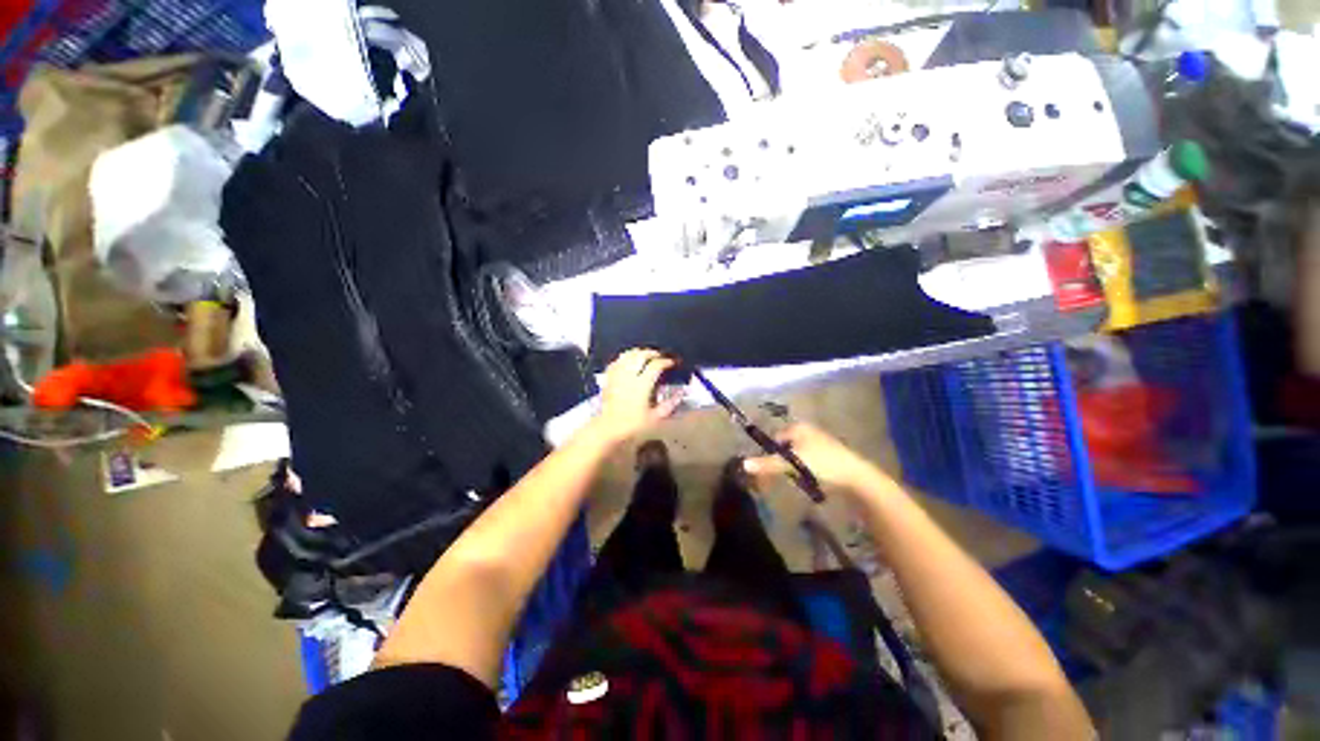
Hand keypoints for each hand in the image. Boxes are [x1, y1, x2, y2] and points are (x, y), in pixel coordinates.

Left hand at [591, 349, 682, 443]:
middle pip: (641, 355)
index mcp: (642, 385)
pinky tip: (629, 361)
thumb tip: (681, 393)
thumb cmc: (634, 426)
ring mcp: (617, 376)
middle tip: (660, 356)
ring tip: (646, 355)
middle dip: (652, 353)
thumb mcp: (656, 418)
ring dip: (638, 352)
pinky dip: (624, 358)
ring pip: (627, 355)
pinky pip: (616, 361)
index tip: (672, 363)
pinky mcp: (609, 379)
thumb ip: (670, 404)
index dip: (666, 361)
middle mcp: (629, 376)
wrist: (609, 429)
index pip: (655, 365)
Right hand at [743, 423, 887, 494]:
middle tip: (781, 476)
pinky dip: (804, 469)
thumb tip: (744, 464)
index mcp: (798, 427)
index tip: (768, 469)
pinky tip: (808, 479)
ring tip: (796, 479)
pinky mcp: (828, 454)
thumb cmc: (822, 463)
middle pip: (785, 446)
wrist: (856, 476)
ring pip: (796, 454)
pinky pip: (808, 460)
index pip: (775, 438)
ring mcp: (819, 442)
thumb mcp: (792, 463)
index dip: (770, 453)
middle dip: (781, 461)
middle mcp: (807, 431)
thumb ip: (767, 464)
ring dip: (793, 467)